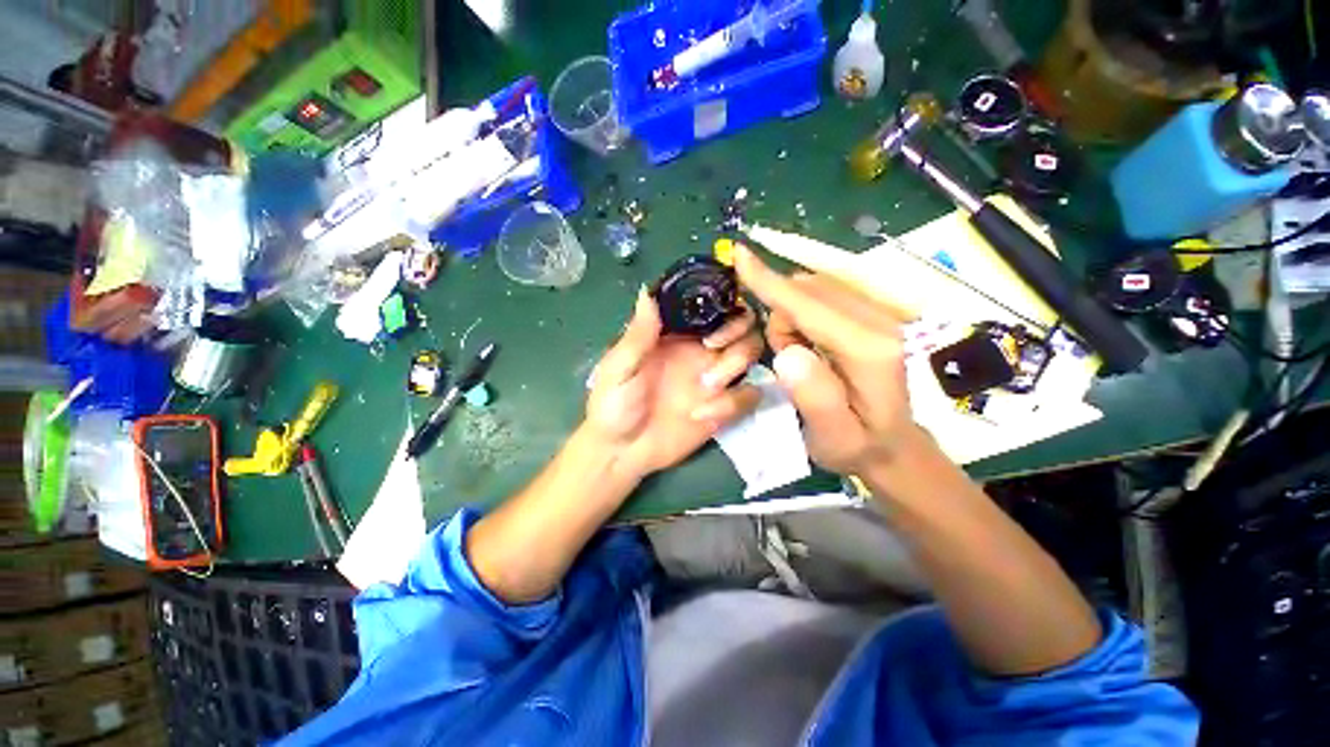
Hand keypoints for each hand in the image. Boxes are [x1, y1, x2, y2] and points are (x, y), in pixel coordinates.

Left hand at [584, 288, 763, 481]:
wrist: (622, 452)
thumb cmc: (613, 404)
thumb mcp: (619, 367)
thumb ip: (638, 334)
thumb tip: (647, 291)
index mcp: (677, 335)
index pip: (710, 306)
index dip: (720, 300)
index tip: (716, 307)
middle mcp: (701, 351)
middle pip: (741, 324)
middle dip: (736, 329)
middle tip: (713, 346)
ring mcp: (714, 379)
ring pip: (751, 353)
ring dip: (736, 363)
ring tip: (707, 384)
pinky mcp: (723, 408)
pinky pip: (749, 395)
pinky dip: (733, 403)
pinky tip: (701, 415)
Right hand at [734, 245, 924, 476]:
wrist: (894, 446)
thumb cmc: (858, 446)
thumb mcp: (832, 437)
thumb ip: (814, 396)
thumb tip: (788, 352)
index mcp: (868, 350)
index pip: (810, 306)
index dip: (771, 282)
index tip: (740, 255)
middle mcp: (879, 322)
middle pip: (809, 291)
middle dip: (782, 318)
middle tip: (785, 360)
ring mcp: (879, 315)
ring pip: (814, 291)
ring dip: (792, 320)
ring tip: (801, 360)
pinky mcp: (872, 315)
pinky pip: (823, 297)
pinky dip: (803, 318)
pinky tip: (812, 348)